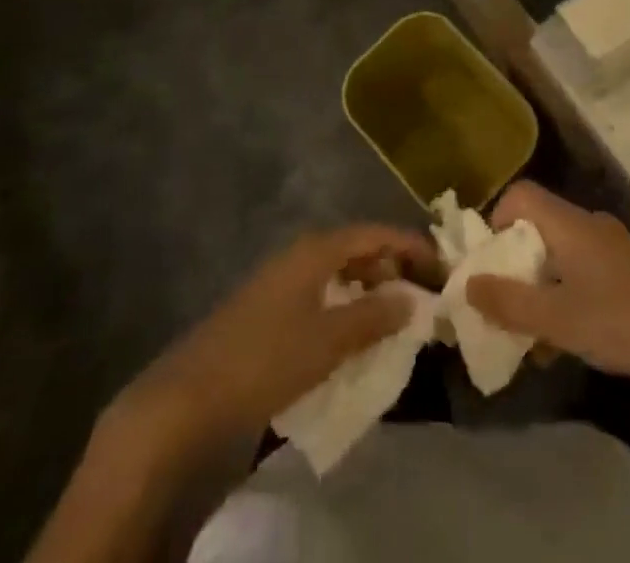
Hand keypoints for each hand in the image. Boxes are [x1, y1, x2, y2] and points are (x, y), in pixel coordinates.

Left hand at [117, 225, 437, 449]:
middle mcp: (300, 254)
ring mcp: (281, 280)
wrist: (190, 396)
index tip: (439, 264)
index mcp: (316, 250)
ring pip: (337, 274)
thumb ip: (374, 317)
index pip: (374, 233)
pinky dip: (344, 307)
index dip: (409, 245)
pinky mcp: (269, 308)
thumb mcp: (329, 341)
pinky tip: (353, 335)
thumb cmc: (266, 358)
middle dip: (390, 268)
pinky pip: (320, 295)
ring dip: (368, 290)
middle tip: (420, 294)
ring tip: (394, 317)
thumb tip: (410, 298)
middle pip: (356, 249)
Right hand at [466, 183, 629, 394]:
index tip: (488, 266)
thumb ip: (510, 302)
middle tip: (505, 307)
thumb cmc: (623, 321)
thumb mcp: (558, 320)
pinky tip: (573, 338)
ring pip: (560, 254)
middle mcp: (588, 224)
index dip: (495, 223)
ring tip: (536, 336)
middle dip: (514, 266)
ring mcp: (612, 245)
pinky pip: (584, 270)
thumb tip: (467, 283)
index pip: (520, 196)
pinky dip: (567, 295)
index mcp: (568, 224)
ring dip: (541, 287)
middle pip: (537, 227)